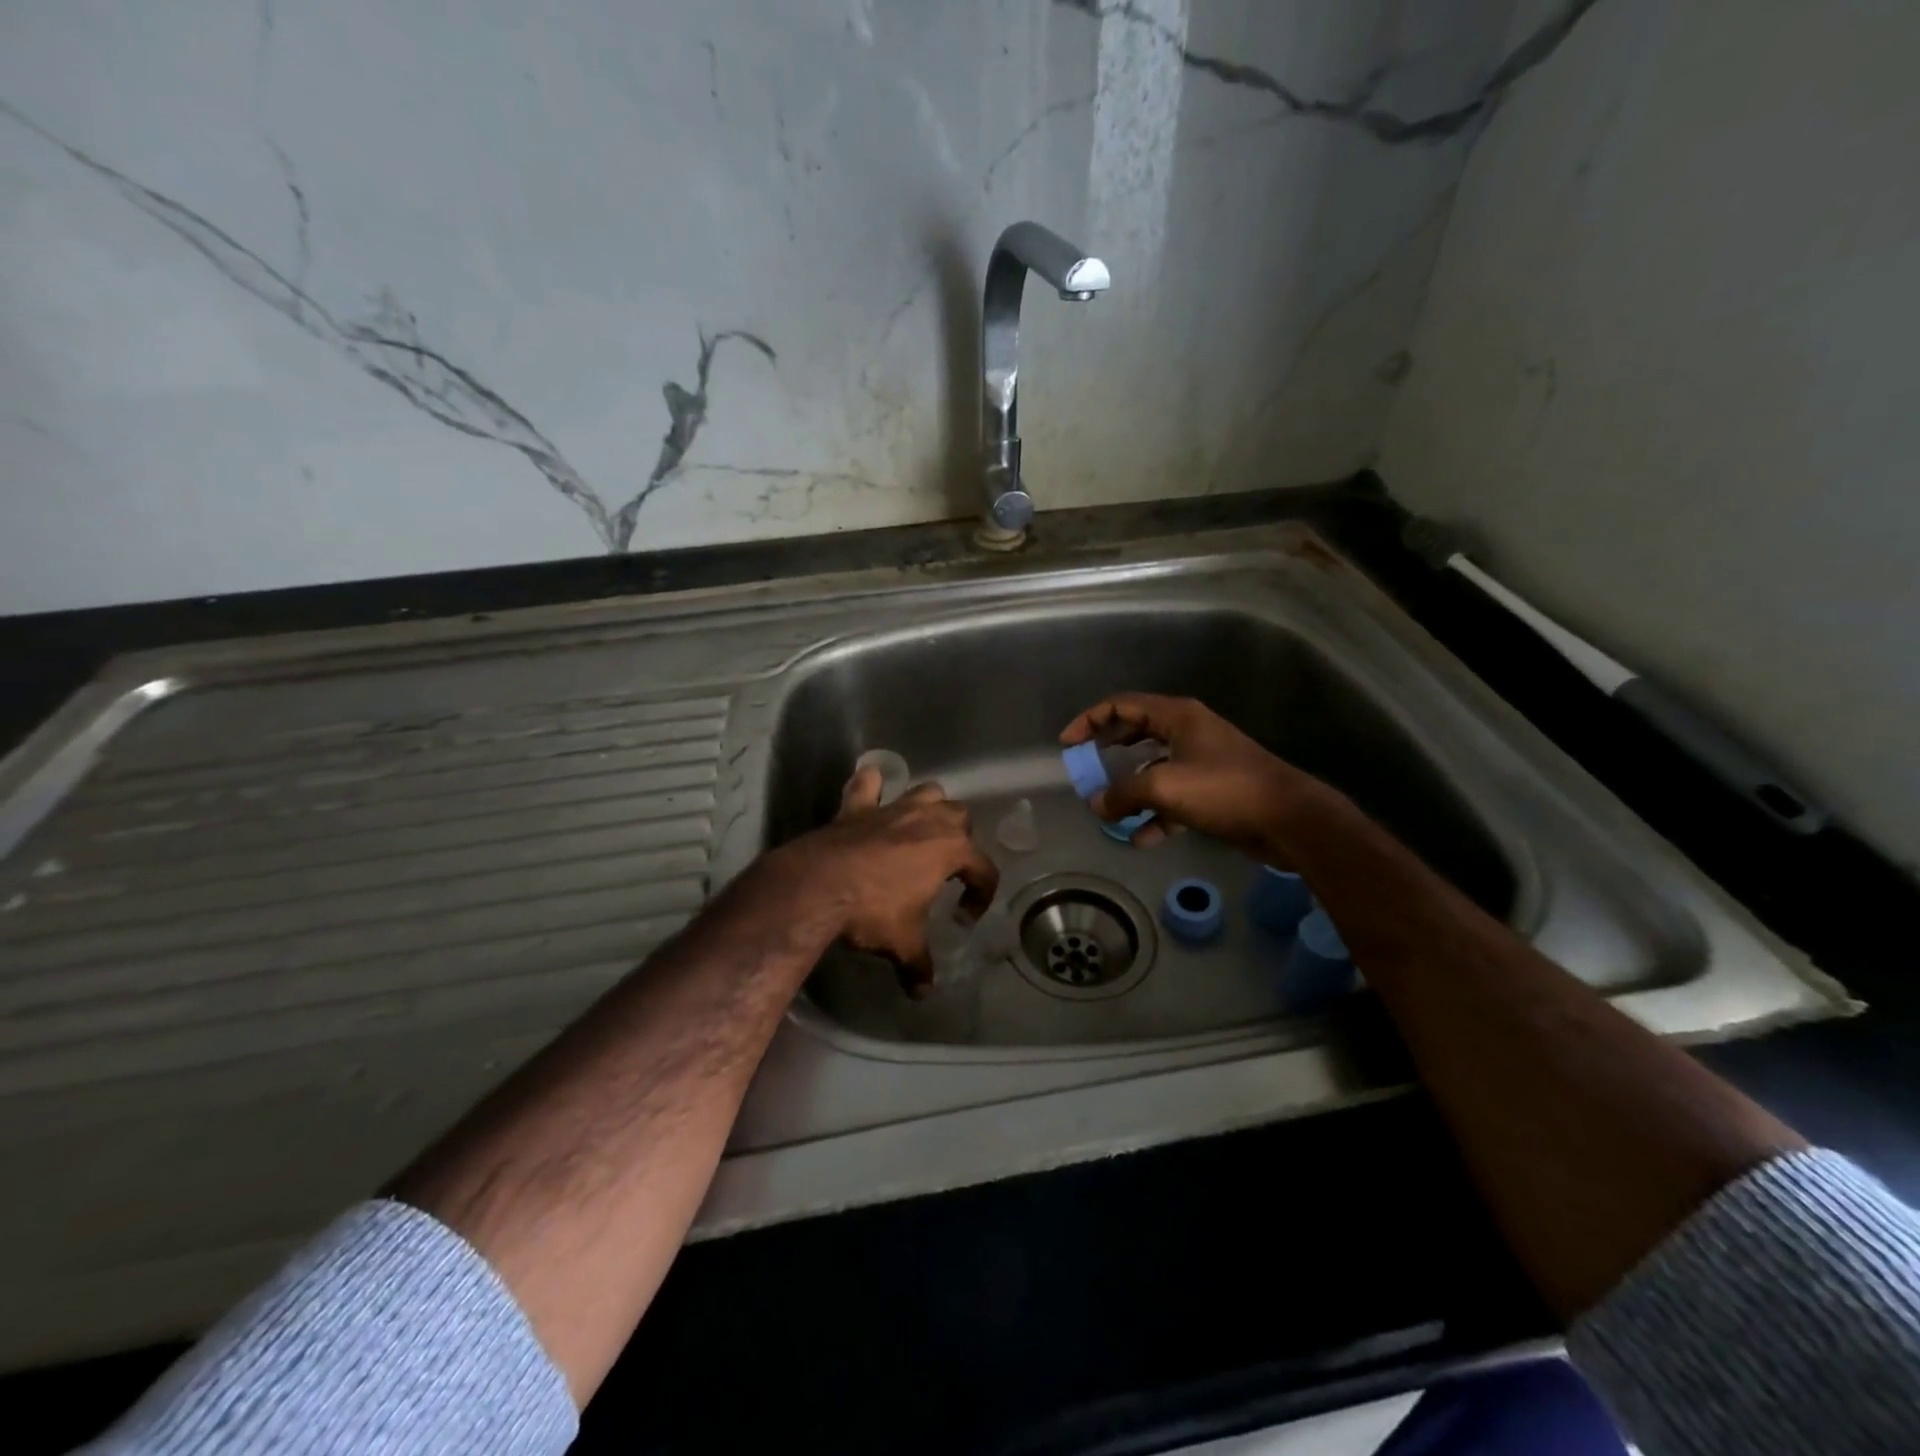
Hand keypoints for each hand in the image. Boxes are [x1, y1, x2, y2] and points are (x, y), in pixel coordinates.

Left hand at [773, 766, 998, 996]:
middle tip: (947, 868)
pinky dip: (872, 785)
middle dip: (961, 839)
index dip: (982, 894)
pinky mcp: (858, 807)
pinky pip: (868, 784)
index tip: (965, 917)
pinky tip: (873, 789)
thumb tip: (923, 993)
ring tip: (923, 829)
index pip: (984, 869)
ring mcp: (892, 809)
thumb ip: (918, 966)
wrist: (819, 886)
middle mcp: (928, 821)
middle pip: (961, 817)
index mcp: (950, 851)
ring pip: (928, 792)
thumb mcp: (902, 944)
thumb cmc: (873, 912)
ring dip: (931, 806)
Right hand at [1059, 693, 1326, 856]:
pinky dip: (1154, 815)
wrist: (1288, 820)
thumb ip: (1124, 792)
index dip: (1090, 720)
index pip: (1122, 706)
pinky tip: (1139, 838)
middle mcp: (1188, 732)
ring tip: (1108, 809)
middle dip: (1108, 752)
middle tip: (1085, 769)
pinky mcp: (1212, 791)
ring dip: (1130, 788)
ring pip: (1153, 768)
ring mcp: (1202, 762)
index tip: (1068, 744)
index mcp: (1177, 717)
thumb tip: (1097, 803)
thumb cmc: (1224, 790)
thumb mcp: (1164, 787)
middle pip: (1136, 733)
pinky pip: (1172, 798)